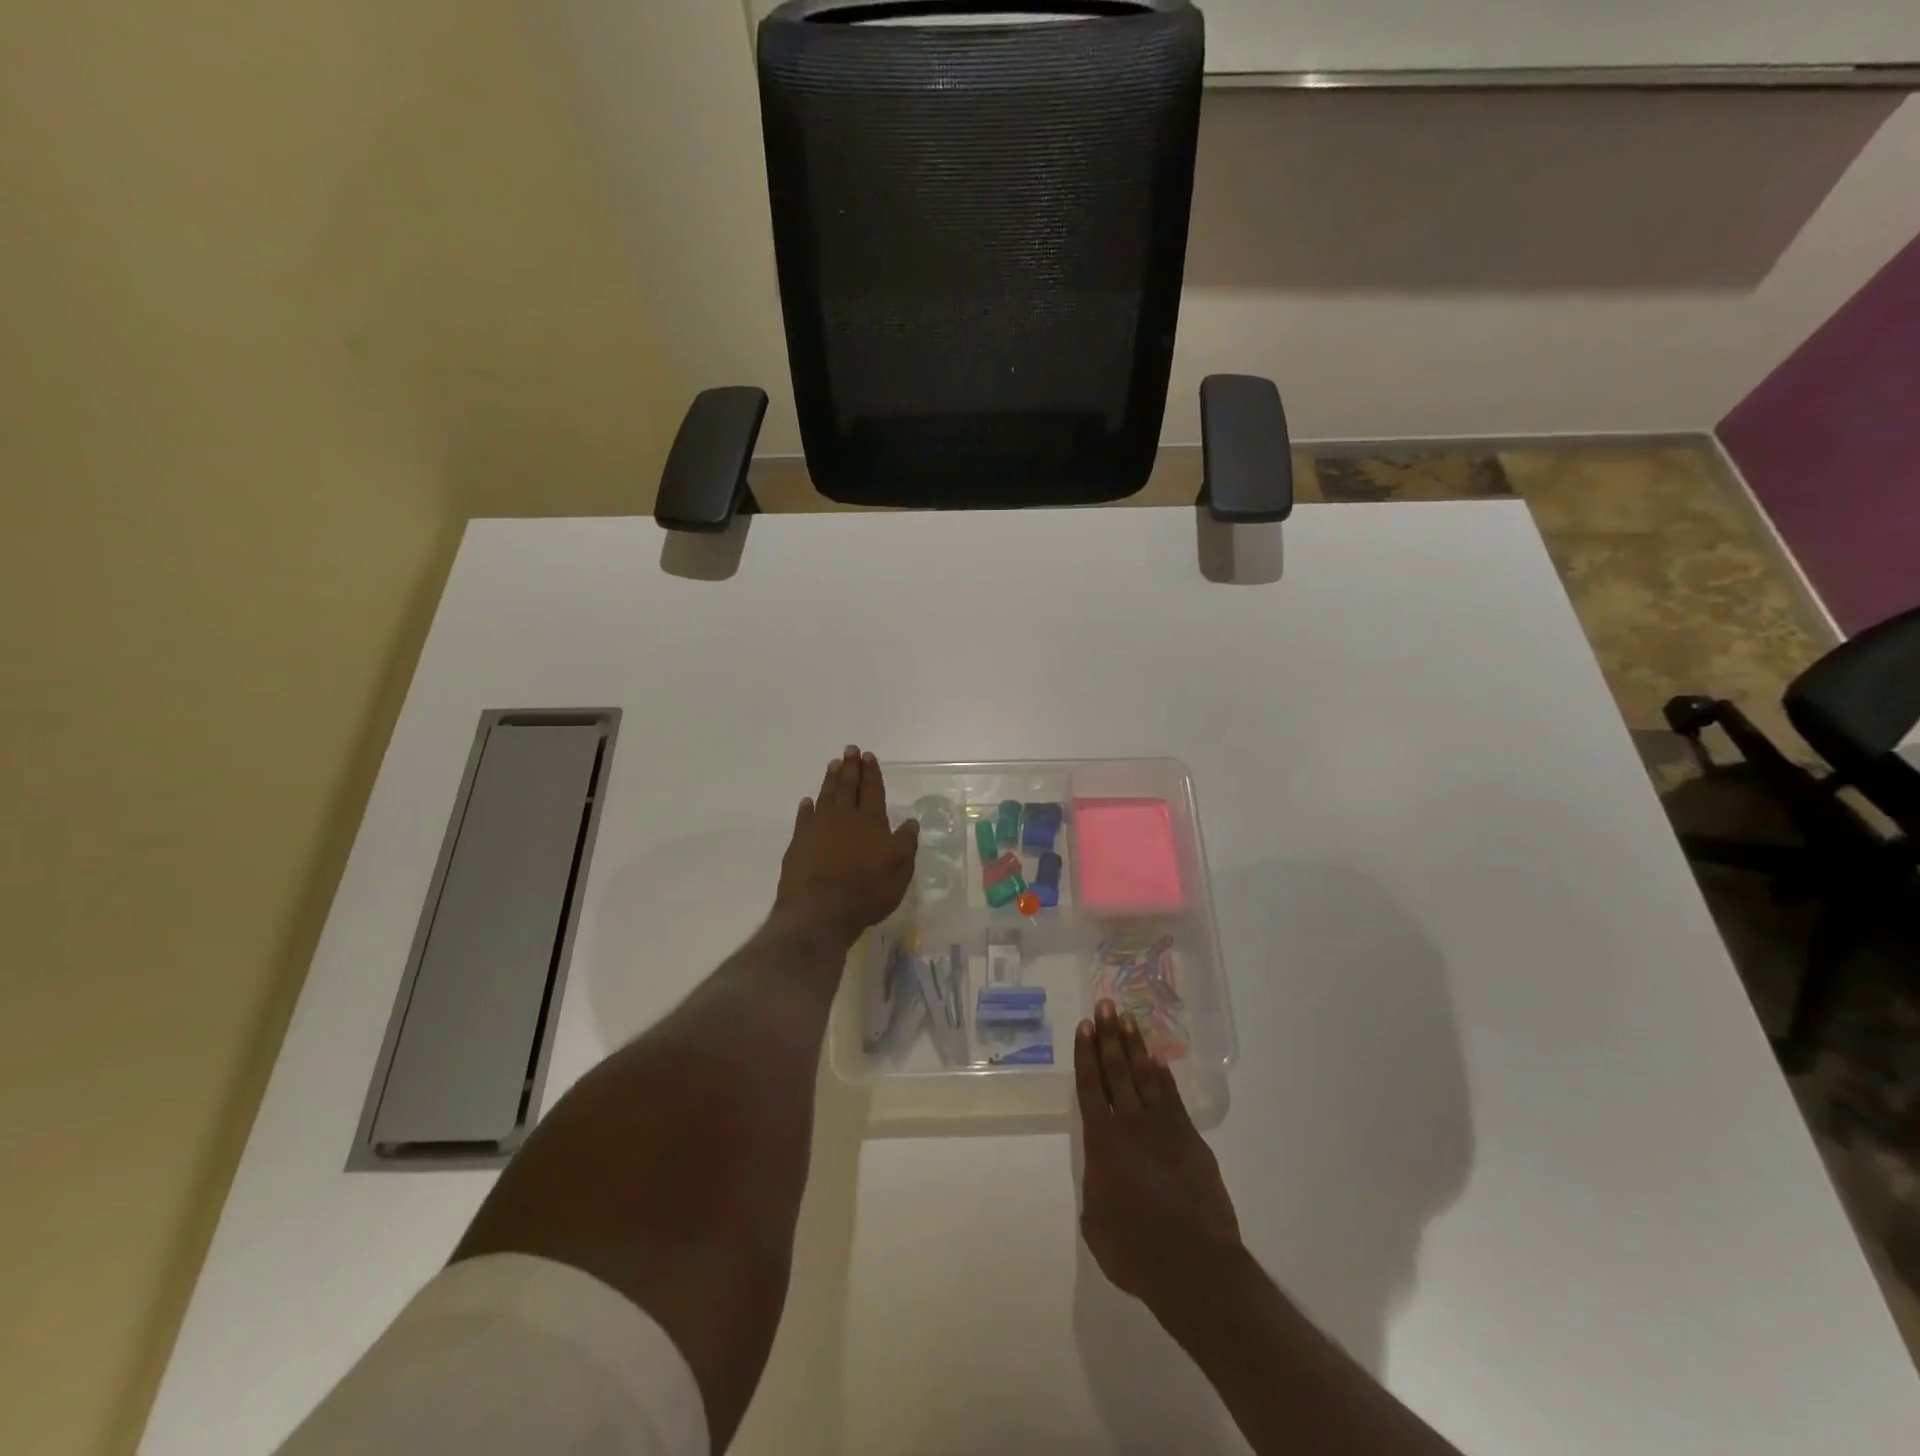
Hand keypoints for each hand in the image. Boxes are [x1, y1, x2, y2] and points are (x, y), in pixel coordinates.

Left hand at [774, 746, 917, 943]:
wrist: (820, 910)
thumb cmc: (867, 890)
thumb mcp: (900, 869)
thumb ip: (905, 843)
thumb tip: (910, 821)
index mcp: (871, 821)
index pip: (873, 790)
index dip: (871, 773)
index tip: (868, 756)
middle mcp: (844, 818)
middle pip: (848, 787)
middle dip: (851, 767)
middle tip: (850, 749)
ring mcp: (818, 828)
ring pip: (826, 796)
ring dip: (830, 780)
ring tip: (833, 764)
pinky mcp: (799, 843)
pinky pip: (804, 818)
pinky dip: (806, 808)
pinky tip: (807, 801)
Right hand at [1076, 1001, 1241, 1313]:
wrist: (1194, 1266)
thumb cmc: (1135, 1252)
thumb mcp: (1096, 1224)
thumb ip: (1096, 1189)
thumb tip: (1103, 1175)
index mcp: (1102, 1142)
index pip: (1090, 1087)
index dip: (1086, 1055)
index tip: (1084, 1026)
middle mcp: (1130, 1124)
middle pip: (1117, 1070)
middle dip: (1108, 1036)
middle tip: (1105, 1005)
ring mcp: (1164, 1128)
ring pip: (1145, 1076)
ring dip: (1134, 1046)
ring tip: (1127, 1019)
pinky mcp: (1191, 1139)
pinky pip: (1172, 1097)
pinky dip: (1164, 1076)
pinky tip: (1158, 1059)